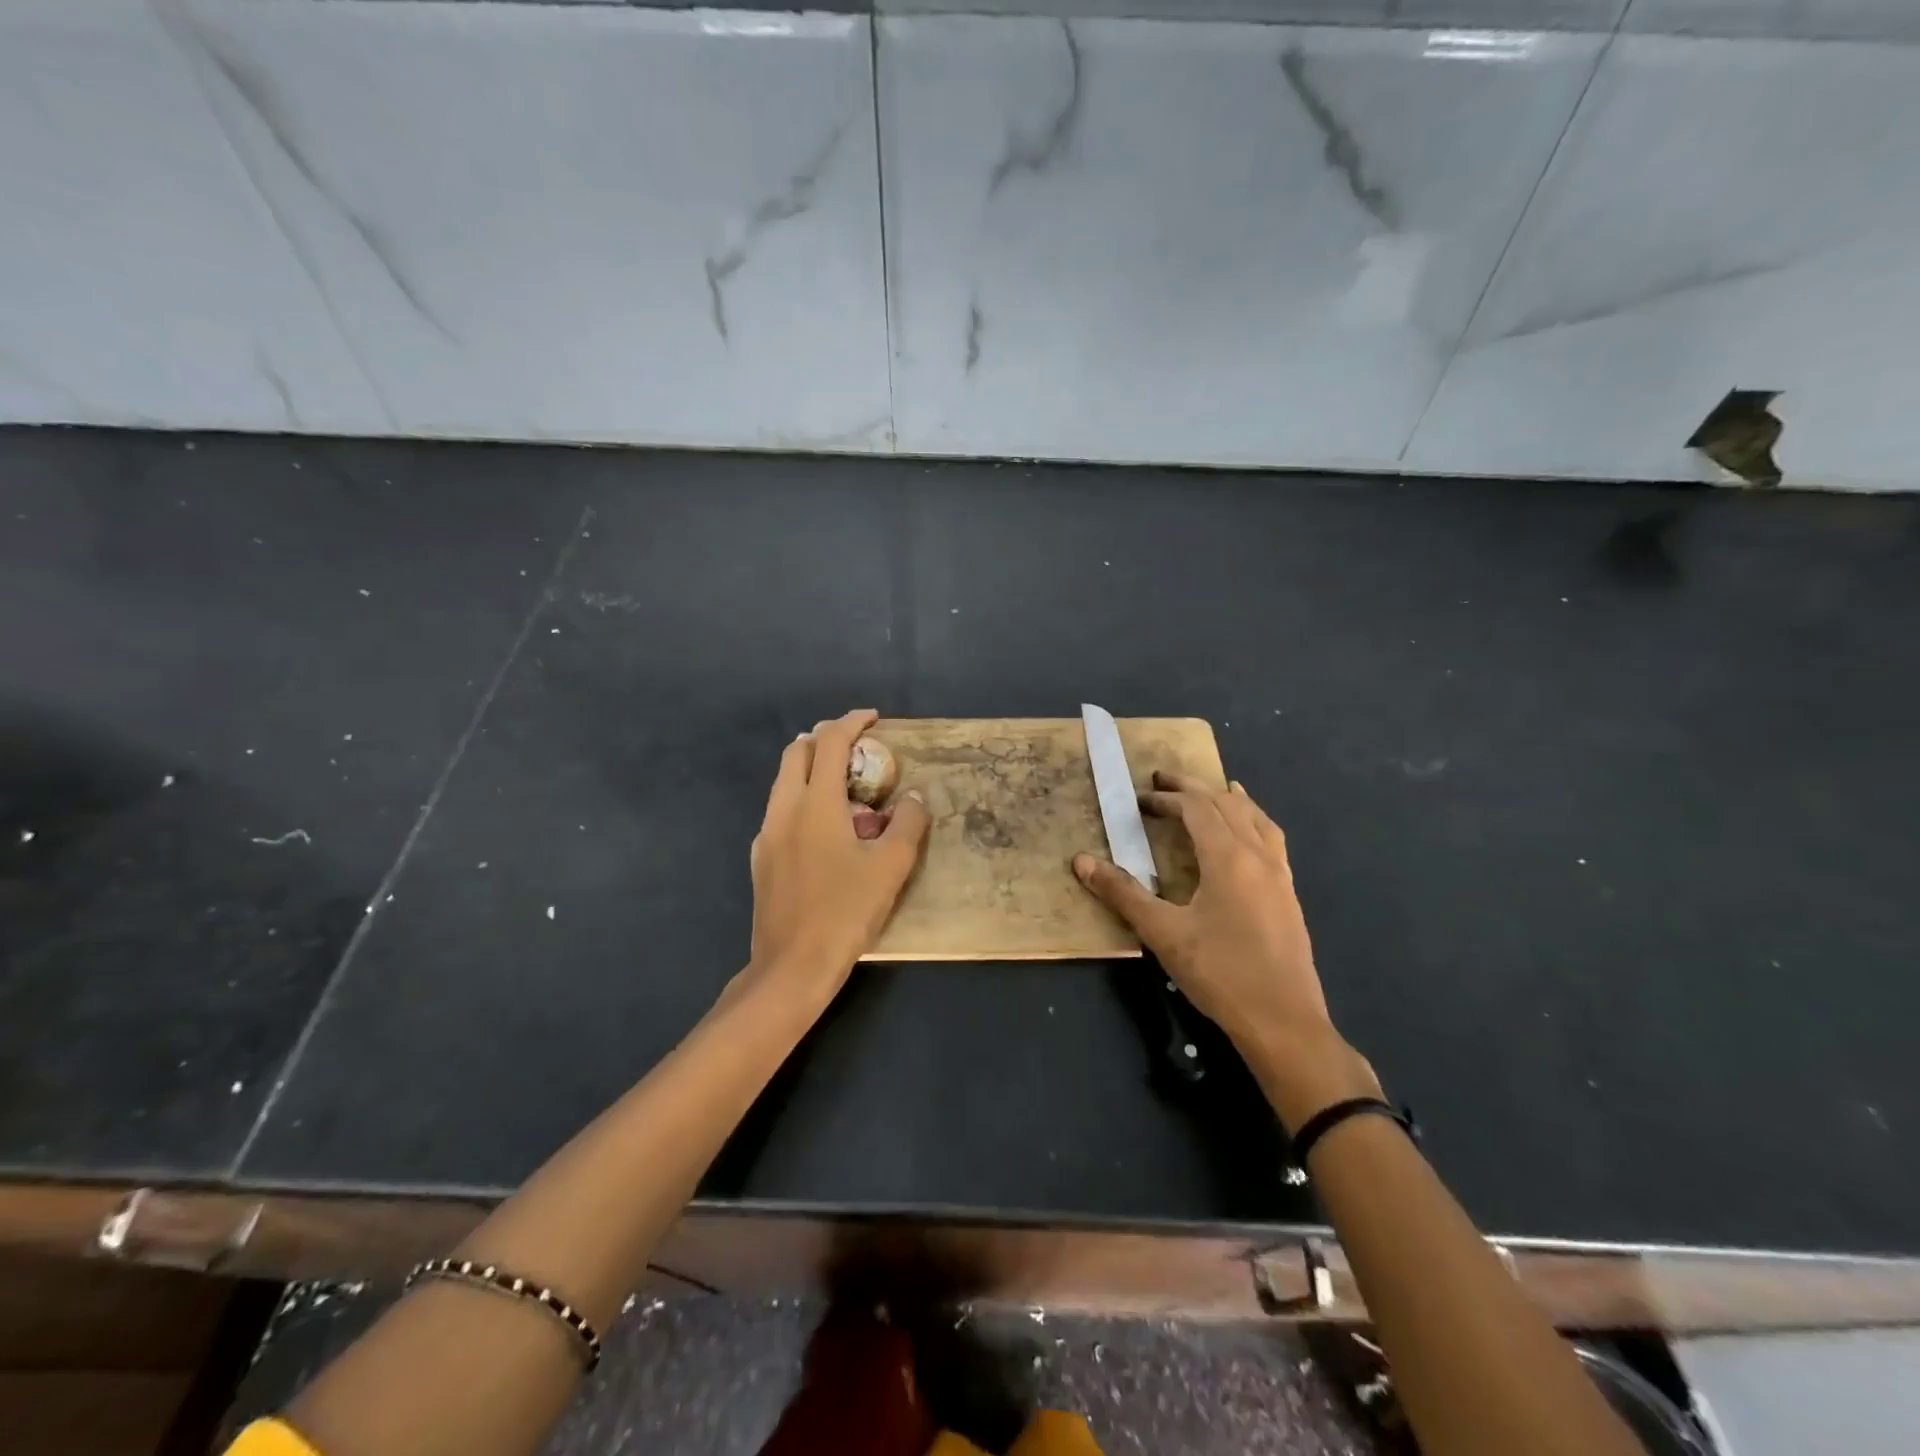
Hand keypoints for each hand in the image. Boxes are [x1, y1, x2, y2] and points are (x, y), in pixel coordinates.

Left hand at [745, 709, 929, 1006]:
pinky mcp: (761, 859)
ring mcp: (767, 835)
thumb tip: (914, 798)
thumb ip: (907, 824)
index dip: (852, 723)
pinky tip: (825, 829)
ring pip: (785, 782)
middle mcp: (784, 810)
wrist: (791, 967)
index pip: (830, 743)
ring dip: (812, 769)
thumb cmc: (845, 912)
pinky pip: (781, 811)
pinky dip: (803, 799)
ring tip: (845, 785)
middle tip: (857, 747)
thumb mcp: (890, 867)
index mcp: (816, 804)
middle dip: (826, 739)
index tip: (873, 718)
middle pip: (797, 752)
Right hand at [1073, 772, 1378, 1128]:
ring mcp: (1279, 874)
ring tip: (1211, 792)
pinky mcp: (1288, 894)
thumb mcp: (1163, 933)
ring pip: (1255, 818)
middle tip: (1164, 783)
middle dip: (1194, 789)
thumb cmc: (1220, 973)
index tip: (1140, 801)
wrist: (1283, 1021)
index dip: (1167, 798)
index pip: (1197, 808)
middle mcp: (1258, 855)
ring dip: (1228, 800)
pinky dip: (1253, 821)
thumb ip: (1123, 894)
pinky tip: (1247, 836)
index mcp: (1228, 857)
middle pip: (1227, 804)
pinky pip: (1271, 839)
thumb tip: (1081, 862)